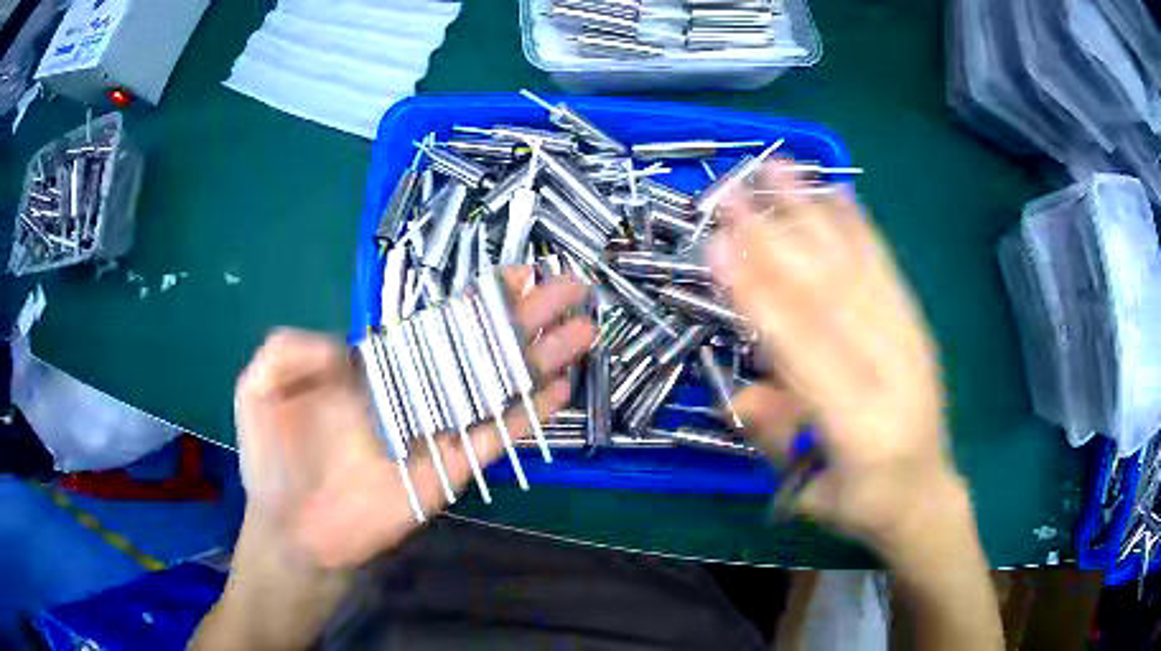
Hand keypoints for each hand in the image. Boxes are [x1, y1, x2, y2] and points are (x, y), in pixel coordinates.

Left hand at [233, 267, 593, 570]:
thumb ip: (290, 348)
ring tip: (583, 332)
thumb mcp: (259, 386)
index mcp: (376, 368)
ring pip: (496, 386)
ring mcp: (435, 430)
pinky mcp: (449, 469)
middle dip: (526, 317)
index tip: (519, 273)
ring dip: (540, 359)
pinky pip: (495, 437)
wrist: (291, 530)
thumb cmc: (272, 459)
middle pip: (479, 346)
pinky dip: (527, 414)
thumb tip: (349, 345)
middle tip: (572, 291)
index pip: (436, 322)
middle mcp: (414, 391)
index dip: (477, 298)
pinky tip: (559, 390)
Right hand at [706, 161, 963, 552]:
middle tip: (732, 194)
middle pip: (831, 296)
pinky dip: (861, 228)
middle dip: (777, 238)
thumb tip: (736, 392)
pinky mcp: (917, 325)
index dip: (760, 298)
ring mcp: (911, 342)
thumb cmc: (861, 501)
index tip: (718, 248)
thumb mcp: (808, 493)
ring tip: (777, 169)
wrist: (926, 492)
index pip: (805, 351)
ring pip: (858, 270)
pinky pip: (887, 270)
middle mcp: (893, 373)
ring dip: (815, 215)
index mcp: (862, 427)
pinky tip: (838, 191)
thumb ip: (777, 439)